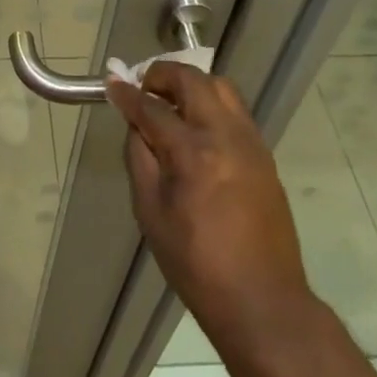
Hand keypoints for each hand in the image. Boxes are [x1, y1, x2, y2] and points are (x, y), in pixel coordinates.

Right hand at [107, 61, 314, 353]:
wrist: (262, 301)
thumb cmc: (196, 264)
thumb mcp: (151, 213)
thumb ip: (140, 158)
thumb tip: (135, 123)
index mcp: (193, 153)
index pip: (152, 108)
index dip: (127, 94)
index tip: (112, 83)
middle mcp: (226, 135)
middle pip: (192, 80)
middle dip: (162, 75)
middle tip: (143, 89)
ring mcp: (251, 142)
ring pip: (220, 87)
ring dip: (191, 85)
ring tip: (170, 104)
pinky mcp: (264, 154)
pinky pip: (234, 110)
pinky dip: (211, 104)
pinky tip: (196, 128)